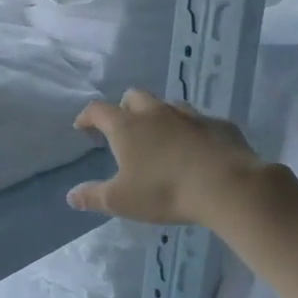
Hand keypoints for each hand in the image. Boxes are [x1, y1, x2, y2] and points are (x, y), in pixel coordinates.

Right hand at [67, 89, 263, 225]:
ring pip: (168, 105)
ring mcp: (190, 115)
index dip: (87, 116)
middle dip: (124, 107)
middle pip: (134, 96)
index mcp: (128, 127)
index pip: (99, 110)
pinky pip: (200, 122)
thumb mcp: (122, 201)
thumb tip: (71, 196)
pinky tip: (196, 149)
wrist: (226, 185)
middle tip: (124, 128)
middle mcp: (156, 112)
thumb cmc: (165, 191)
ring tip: (160, 137)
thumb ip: (94, 196)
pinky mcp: (219, 125)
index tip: (82, 127)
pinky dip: (192, 131)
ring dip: (159, 116)